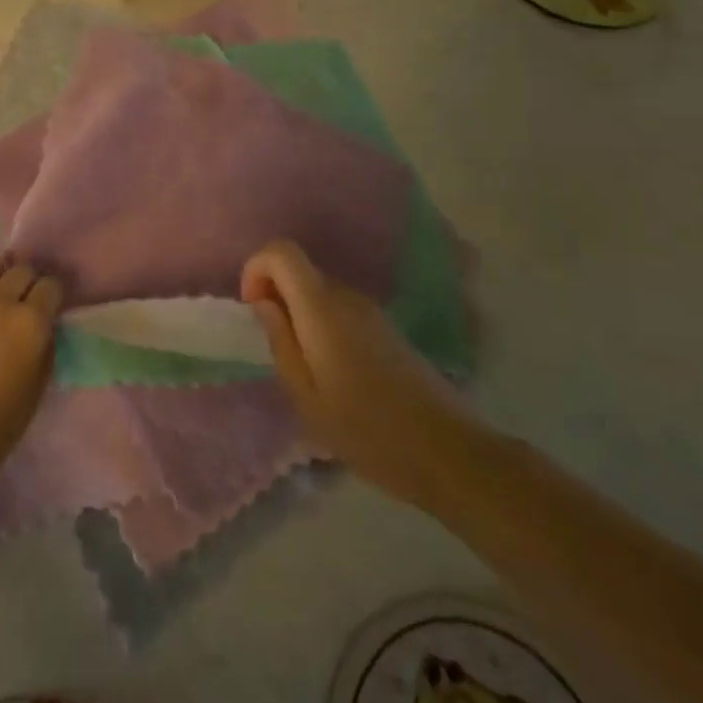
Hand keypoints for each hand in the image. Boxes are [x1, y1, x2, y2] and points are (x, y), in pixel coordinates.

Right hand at [241, 239, 474, 509]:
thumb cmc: (366, 430)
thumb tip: (264, 302)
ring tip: (305, 369)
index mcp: (321, 306)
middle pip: (300, 270)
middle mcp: (347, 296)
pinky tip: (334, 373)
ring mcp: (371, 310)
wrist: (447, 452)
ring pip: (320, 291)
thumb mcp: (305, 395)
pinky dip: (323, 326)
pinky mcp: (387, 328)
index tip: (255, 310)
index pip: (281, 250)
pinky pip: (341, 310)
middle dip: (277, 296)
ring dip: (300, 314)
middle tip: (276, 349)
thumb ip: (280, 340)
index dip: (257, 270)